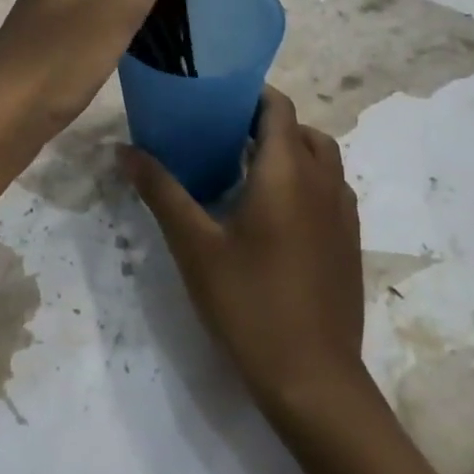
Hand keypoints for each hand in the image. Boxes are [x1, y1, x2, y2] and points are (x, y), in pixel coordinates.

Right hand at [125, 88, 366, 415]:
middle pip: (301, 129)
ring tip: (245, 172)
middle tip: (221, 137)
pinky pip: (329, 190)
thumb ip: (161, 191)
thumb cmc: (248, 303)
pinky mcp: (348, 242)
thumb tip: (124, 150)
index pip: (278, 107)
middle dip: (265, 124)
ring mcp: (343, 214)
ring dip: (289, 152)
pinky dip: (305, 182)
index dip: (249, 95)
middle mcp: (324, 182)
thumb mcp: (194, 245)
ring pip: (321, 159)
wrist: (313, 378)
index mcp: (287, 172)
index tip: (213, 100)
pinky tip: (271, 215)